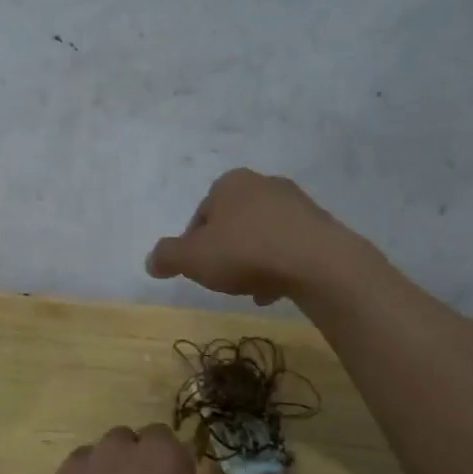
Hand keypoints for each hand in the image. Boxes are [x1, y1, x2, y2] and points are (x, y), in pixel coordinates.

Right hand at [146, 168, 354, 303]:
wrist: (317, 262)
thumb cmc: (245, 252)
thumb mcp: (192, 258)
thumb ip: (167, 257)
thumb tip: (151, 261)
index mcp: (229, 183)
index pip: (201, 215)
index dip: (194, 245)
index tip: (199, 269)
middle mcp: (263, 184)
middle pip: (233, 225)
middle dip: (226, 252)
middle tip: (224, 280)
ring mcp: (296, 203)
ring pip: (262, 236)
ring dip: (253, 261)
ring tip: (252, 290)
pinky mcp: (321, 225)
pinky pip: (289, 247)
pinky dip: (280, 265)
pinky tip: (277, 290)